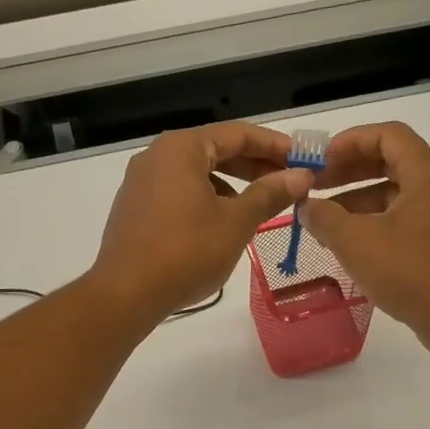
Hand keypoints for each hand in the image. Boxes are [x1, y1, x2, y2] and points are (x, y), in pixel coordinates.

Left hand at [91, 124, 313, 320]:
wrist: (126, 294)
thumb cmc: (186, 252)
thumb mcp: (236, 222)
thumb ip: (270, 194)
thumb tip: (301, 175)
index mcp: (181, 148)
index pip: (237, 134)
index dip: (274, 145)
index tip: (303, 159)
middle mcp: (156, 156)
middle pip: (214, 150)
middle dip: (253, 166)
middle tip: (288, 182)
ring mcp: (141, 183)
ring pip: (196, 174)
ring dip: (231, 185)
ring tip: (259, 206)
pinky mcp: (135, 209)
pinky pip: (178, 193)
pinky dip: (205, 199)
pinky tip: (221, 224)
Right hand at [303, 122, 429, 363]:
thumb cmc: (411, 272)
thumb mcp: (357, 242)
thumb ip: (325, 218)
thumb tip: (306, 207)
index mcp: (428, 176)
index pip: (388, 135)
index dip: (349, 141)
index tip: (319, 161)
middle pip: (391, 164)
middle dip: (349, 172)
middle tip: (315, 188)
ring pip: (396, 196)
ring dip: (357, 202)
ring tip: (323, 223)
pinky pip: (404, 222)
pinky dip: (374, 225)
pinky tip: (349, 247)